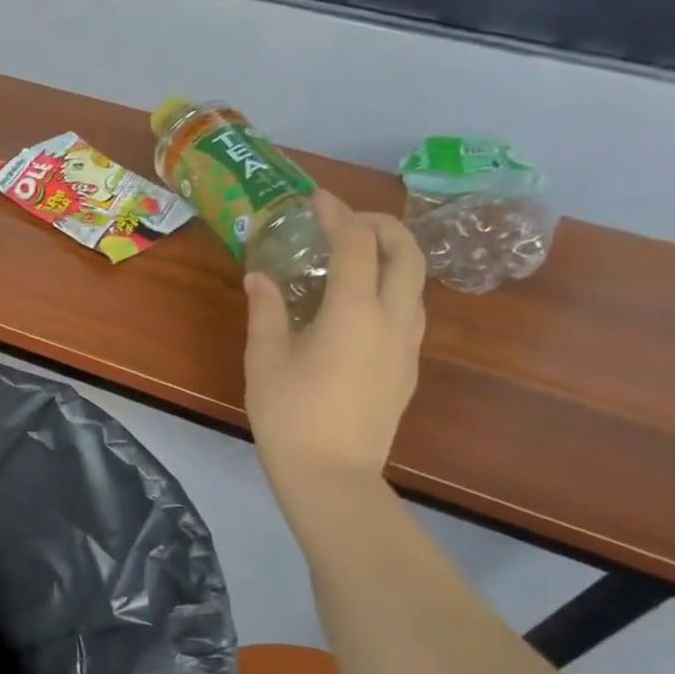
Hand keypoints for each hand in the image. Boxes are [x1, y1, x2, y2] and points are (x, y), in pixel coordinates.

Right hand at [244, 191, 424, 509]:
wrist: (331, 474)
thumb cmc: (289, 414)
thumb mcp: (265, 359)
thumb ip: (266, 311)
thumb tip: (258, 277)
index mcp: (353, 312)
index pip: (356, 244)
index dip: (338, 215)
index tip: (317, 199)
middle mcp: (392, 319)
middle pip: (406, 253)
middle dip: (381, 225)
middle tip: (347, 221)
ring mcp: (406, 345)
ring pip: (416, 282)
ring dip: (393, 255)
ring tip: (355, 257)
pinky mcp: (406, 367)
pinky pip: (408, 310)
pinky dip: (390, 287)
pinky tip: (358, 304)